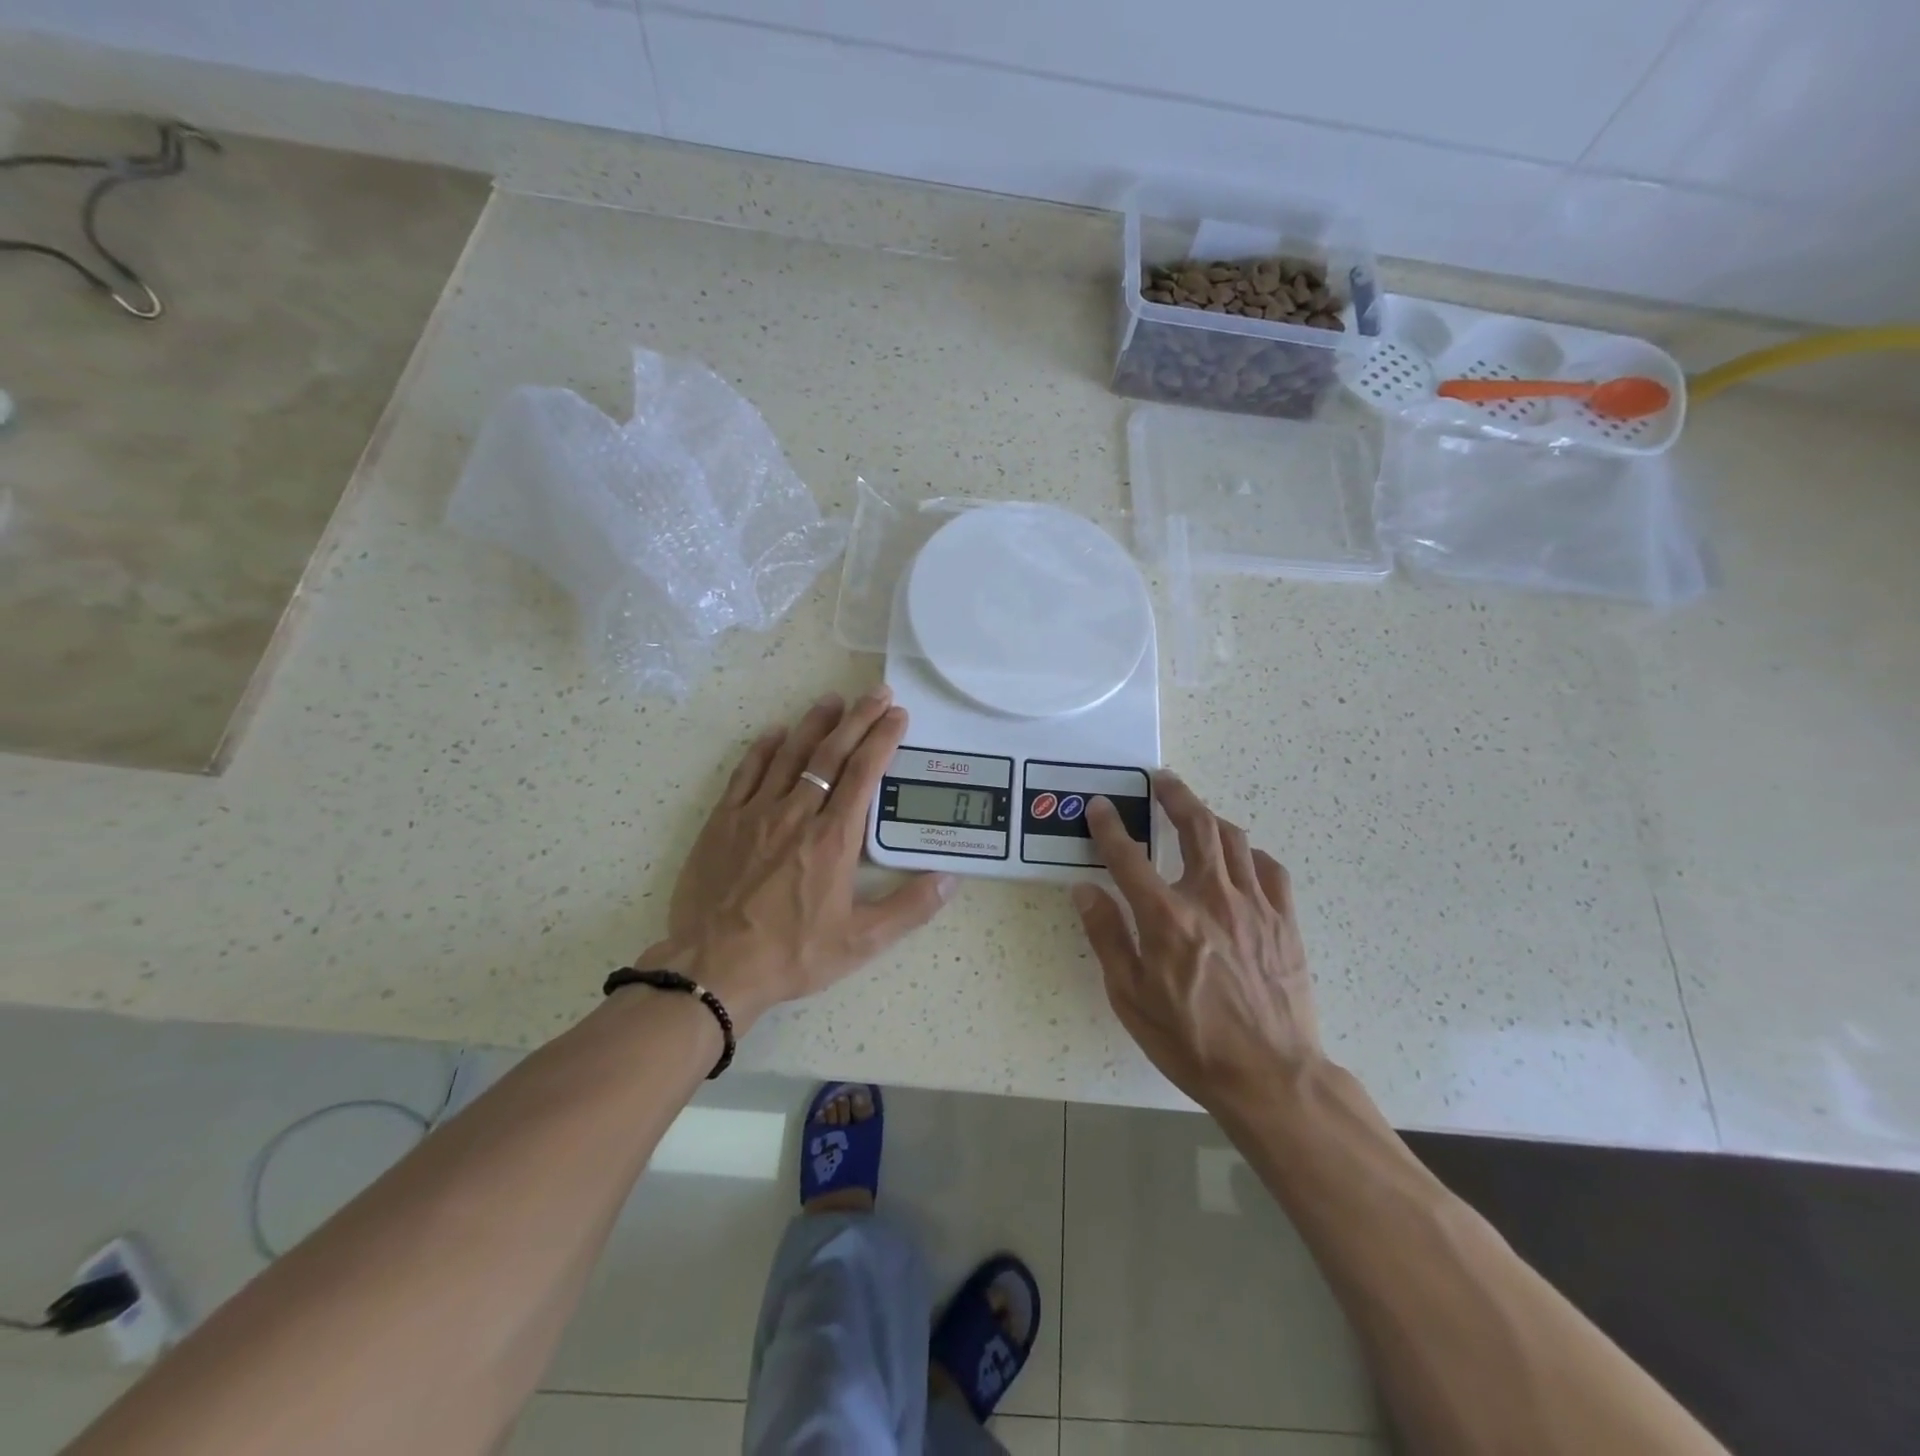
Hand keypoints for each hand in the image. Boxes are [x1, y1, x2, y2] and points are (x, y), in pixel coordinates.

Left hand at [636, 688, 955, 1029]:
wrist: (714, 968)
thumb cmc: (792, 954)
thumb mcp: (861, 941)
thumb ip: (909, 908)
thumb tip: (950, 879)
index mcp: (834, 839)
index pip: (865, 773)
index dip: (883, 739)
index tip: (897, 715)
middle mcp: (797, 814)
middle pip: (832, 754)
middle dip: (858, 719)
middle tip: (876, 693)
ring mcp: (756, 814)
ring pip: (790, 755)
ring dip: (814, 724)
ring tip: (833, 701)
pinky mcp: (723, 822)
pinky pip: (745, 773)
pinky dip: (762, 749)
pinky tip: (774, 733)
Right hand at [1072, 772, 1322, 1109]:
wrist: (1271, 1077)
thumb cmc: (1191, 1041)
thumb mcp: (1130, 997)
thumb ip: (1107, 937)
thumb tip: (1085, 890)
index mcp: (1167, 917)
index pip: (1128, 856)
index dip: (1109, 826)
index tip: (1100, 806)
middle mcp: (1211, 898)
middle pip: (1196, 826)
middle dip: (1175, 795)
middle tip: (1161, 779)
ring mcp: (1255, 906)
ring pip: (1235, 840)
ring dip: (1211, 818)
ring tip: (1197, 813)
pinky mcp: (1285, 921)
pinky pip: (1271, 869)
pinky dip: (1252, 855)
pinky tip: (1242, 861)